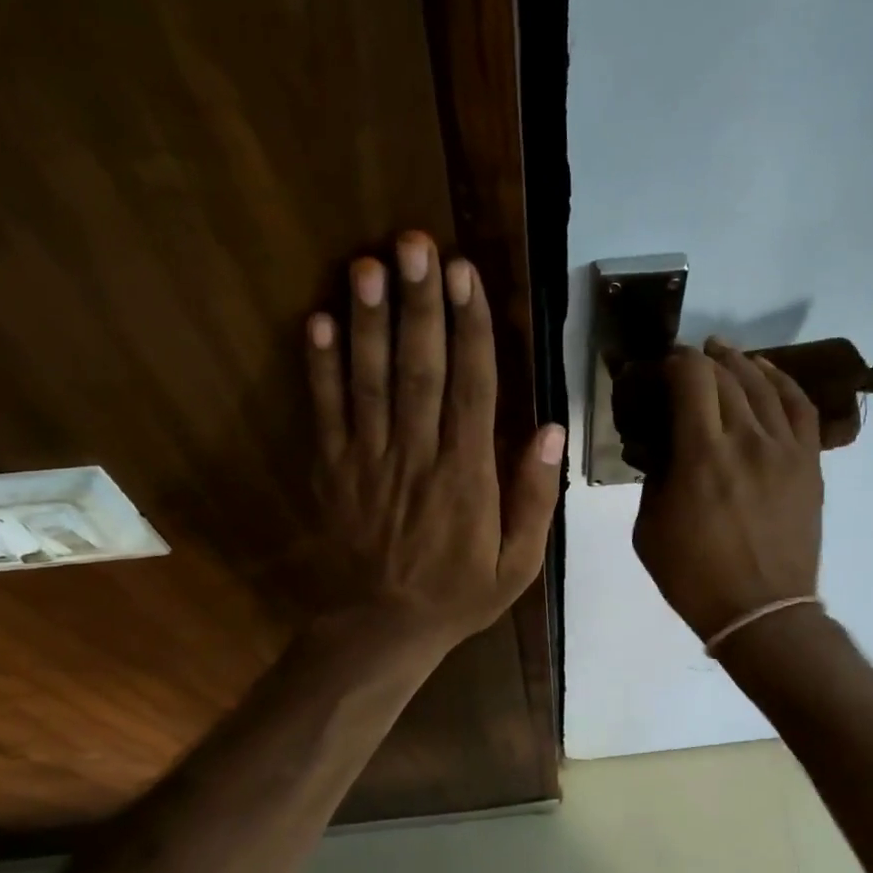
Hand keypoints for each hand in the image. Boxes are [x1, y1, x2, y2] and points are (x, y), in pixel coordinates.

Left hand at [307, 232, 564, 655]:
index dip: (470, 328)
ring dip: (369, 320)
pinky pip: (325, 412)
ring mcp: (368, 461)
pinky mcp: (332, 470)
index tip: (467, 275)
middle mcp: (417, 458)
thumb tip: (552, 429)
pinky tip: (319, 320)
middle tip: (415, 243)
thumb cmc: (459, 595)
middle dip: (419, 304)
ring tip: (369, 264)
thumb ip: (534, 497)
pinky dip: (319, 367)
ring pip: (369, 381)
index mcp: (467, 477)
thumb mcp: (518, 564)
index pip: (471, 389)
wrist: (382, 629)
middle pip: (419, 370)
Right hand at [632, 341, 822, 642]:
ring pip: (764, 383)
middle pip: (726, 375)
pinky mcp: (809, 462)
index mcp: (701, 455)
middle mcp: (747, 439)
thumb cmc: (694, 576)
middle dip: (701, 361)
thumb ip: (654, 477)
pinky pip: (800, 407)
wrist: (761, 611)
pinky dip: (782, 382)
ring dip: (739, 363)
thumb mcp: (648, 527)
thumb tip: (663, 446)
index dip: (675, 362)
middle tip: (684, 365)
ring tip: (723, 354)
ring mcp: (785, 449)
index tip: (662, 368)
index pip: (691, 378)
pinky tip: (766, 373)